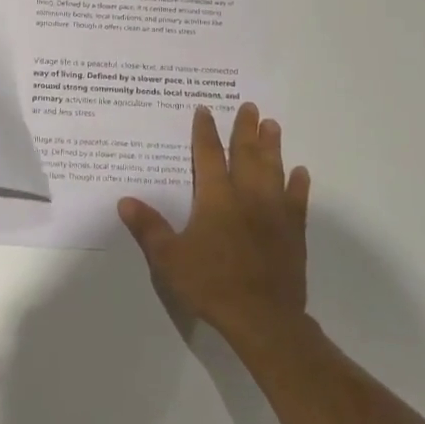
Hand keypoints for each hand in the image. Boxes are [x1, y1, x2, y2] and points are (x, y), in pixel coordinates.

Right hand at [119, 103, 310, 344]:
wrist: (262, 317)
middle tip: (250, 106)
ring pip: (273, 170)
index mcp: (215, 198)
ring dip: (272, 146)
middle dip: (245, 129)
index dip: (204, 131)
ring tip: (272, 125)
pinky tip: (300, 172)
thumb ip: (148, 227)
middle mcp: (246, 196)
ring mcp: (274, 212)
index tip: (205, 109)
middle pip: (246, 154)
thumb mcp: (169, 258)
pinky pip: (297, 201)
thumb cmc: (211, 283)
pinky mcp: (293, 232)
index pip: (207, 155)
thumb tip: (124, 200)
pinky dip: (298, 185)